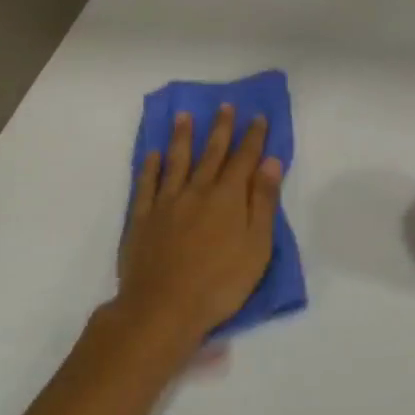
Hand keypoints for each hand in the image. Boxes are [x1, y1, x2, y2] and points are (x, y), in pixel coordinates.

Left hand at [116, 103, 282, 349]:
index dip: (253, 137)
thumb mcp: (257, 246)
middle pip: (212, 153)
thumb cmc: (220, 282)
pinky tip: (154, 155)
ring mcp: (167, 203)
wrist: (163, 308)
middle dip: (221, 128)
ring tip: (185, 116)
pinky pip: (147, 185)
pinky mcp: (142, 219)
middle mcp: (197, 191)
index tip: (258, 117)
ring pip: (177, 162)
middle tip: (225, 106)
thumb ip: (263, 202)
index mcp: (228, 198)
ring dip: (182, 137)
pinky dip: (151, 167)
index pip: (244, 159)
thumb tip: (271, 162)